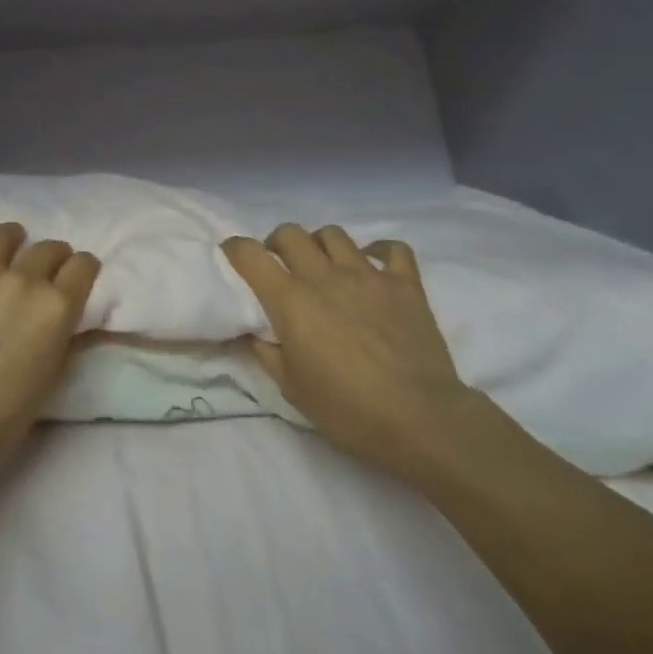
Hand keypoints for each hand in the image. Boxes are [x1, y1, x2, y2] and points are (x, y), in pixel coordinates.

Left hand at [0, 223, 100, 466]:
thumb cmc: (5, 415)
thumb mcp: (54, 374)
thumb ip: (64, 334)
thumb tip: (65, 314)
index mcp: (57, 306)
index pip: (83, 265)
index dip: (82, 269)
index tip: (75, 277)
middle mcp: (22, 278)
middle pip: (48, 248)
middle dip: (51, 257)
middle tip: (40, 272)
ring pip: (2, 235)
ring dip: (10, 241)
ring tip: (3, 250)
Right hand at [222, 225, 474, 474]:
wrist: (420, 419)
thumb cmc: (347, 410)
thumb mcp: (291, 389)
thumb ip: (265, 352)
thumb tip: (248, 330)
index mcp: (291, 301)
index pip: (251, 255)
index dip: (235, 249)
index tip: (232, 256)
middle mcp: (325, 277)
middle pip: (290, 234)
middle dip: (277, 243)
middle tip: (280, 266)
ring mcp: (368, 275)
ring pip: (334, 235)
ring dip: (320, 245)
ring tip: (323, 265)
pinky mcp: (405, 284)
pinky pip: (392, 249)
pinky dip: (378, 251)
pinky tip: (372, 266)